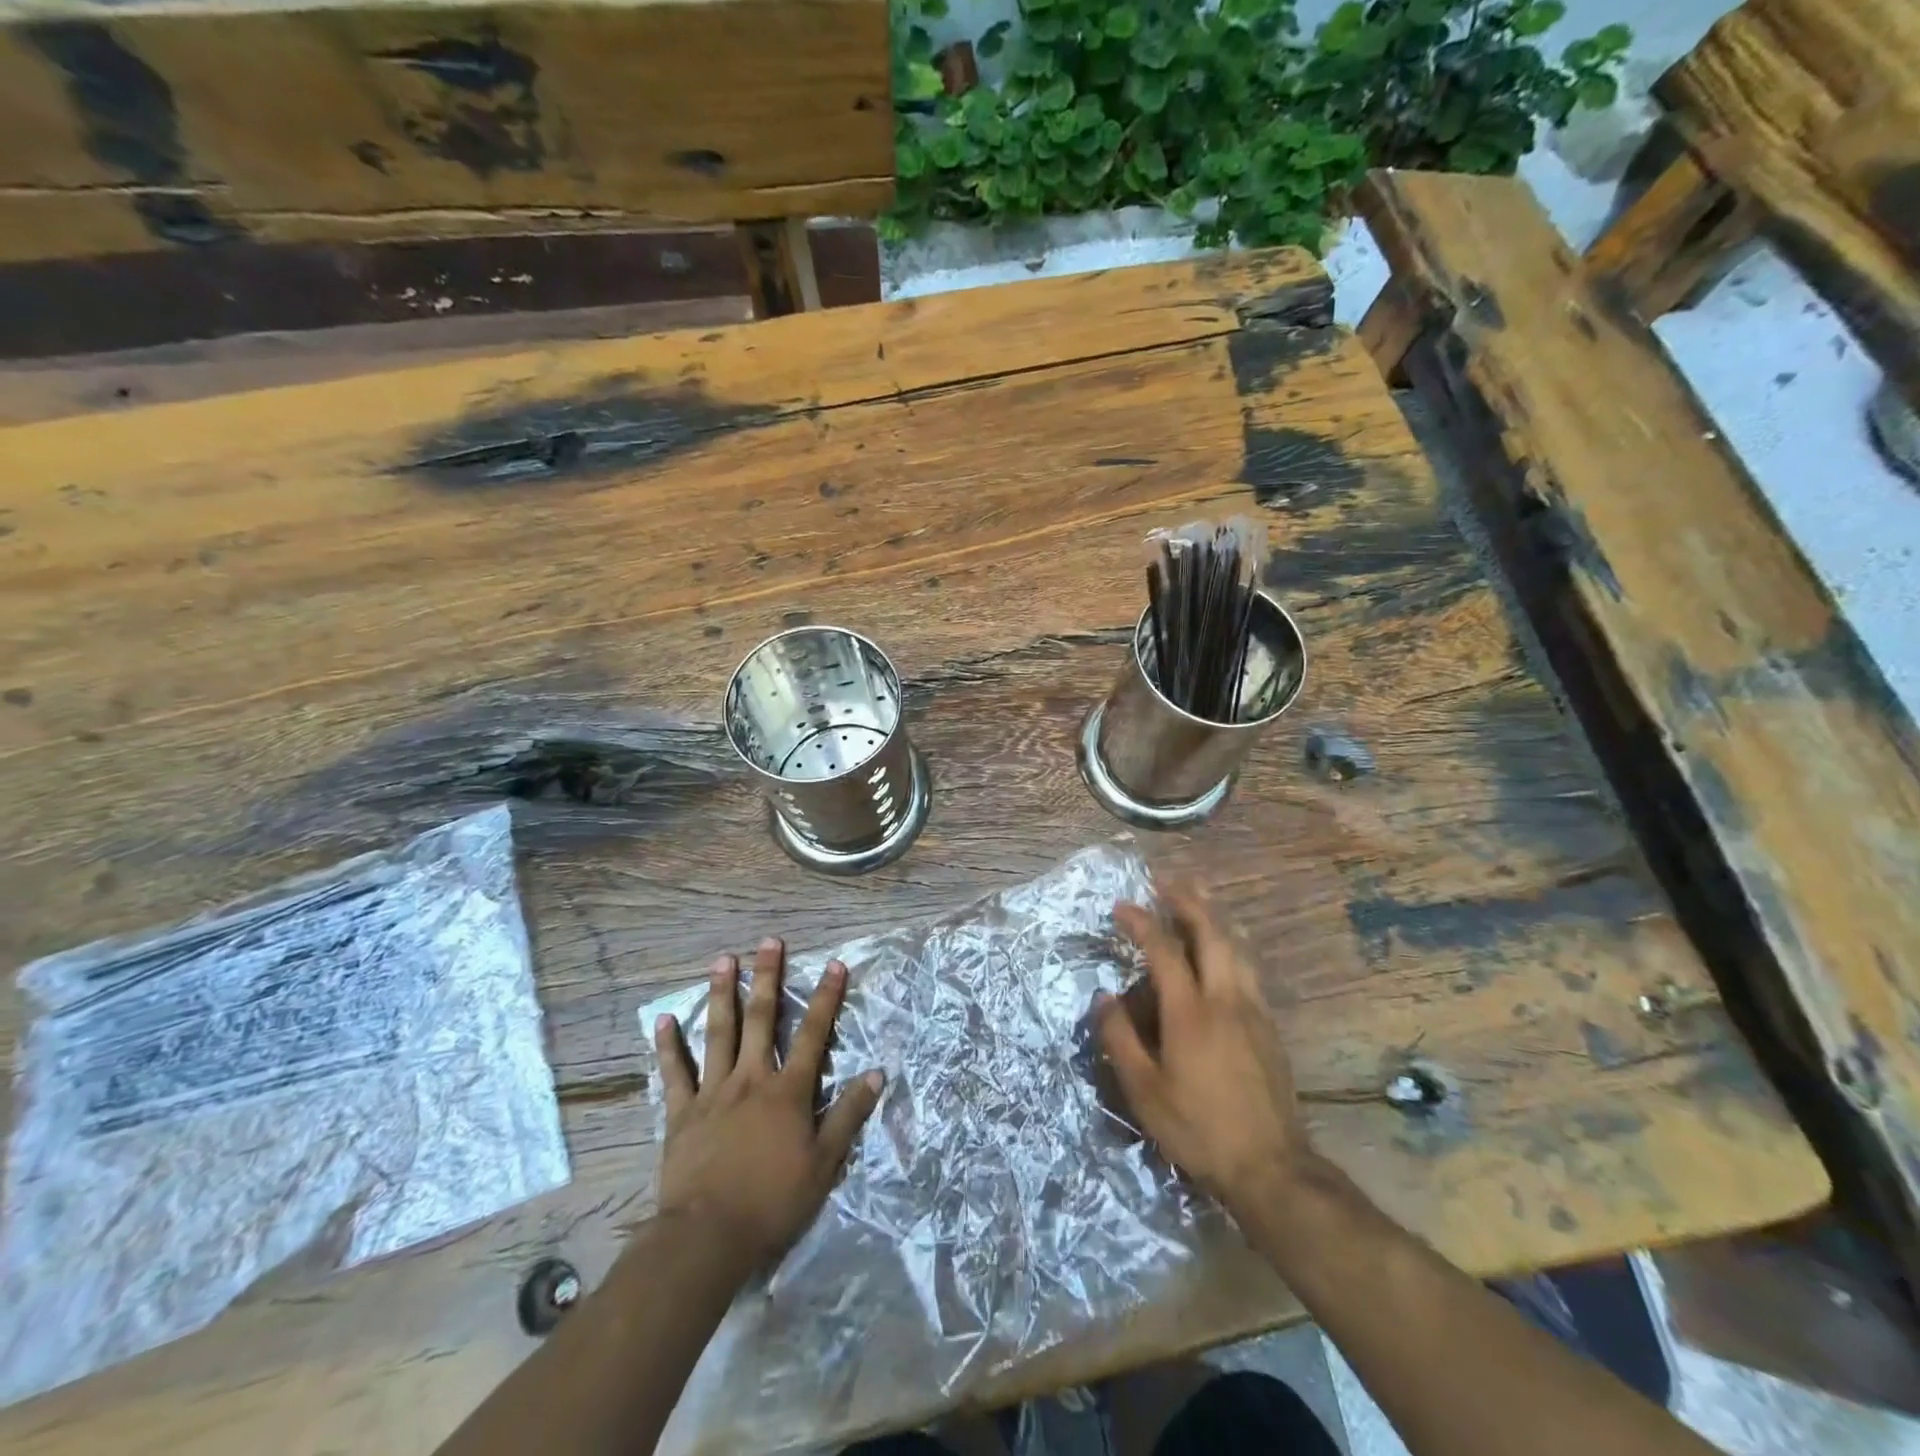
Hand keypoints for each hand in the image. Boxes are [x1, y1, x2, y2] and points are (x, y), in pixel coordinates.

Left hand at [653, 938, 882, 1274]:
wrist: (708, 1238)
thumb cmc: (772, 1201)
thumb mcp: (824, 1164)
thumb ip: (848, 1115)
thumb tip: (876, 1074)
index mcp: (787, 1091)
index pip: (813, 1034)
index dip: (826, 998)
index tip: (834, 964)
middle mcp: (751, 1079)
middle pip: (761, 1019)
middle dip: (767, 977)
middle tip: (769, 942)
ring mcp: (713, 1093)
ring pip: (718, 1033)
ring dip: (721, 994)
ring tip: (723, 960)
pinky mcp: (682, 1113)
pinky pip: (674, 1073)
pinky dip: (668, 1046)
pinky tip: (663, 1019)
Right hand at [1097, 884, 1314, 1216]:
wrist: (1271, 1167)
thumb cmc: (1198, 1128)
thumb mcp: (1144, 1091)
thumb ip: (1120, 1038)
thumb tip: (1105, 997)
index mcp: (1190, 1012)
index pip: (1164, 950)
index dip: (1141, 922)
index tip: (1120, 906)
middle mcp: (1225, 998)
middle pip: (1210, 933)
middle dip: (1188, 901)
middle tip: (1167, 881)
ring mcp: (1253, 1010)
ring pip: (1237, 946)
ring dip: (1215, 915)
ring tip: (1200, 895)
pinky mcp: (1269, 1025)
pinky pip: (1249, 966)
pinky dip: (1233, 941)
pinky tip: (1228, 945)